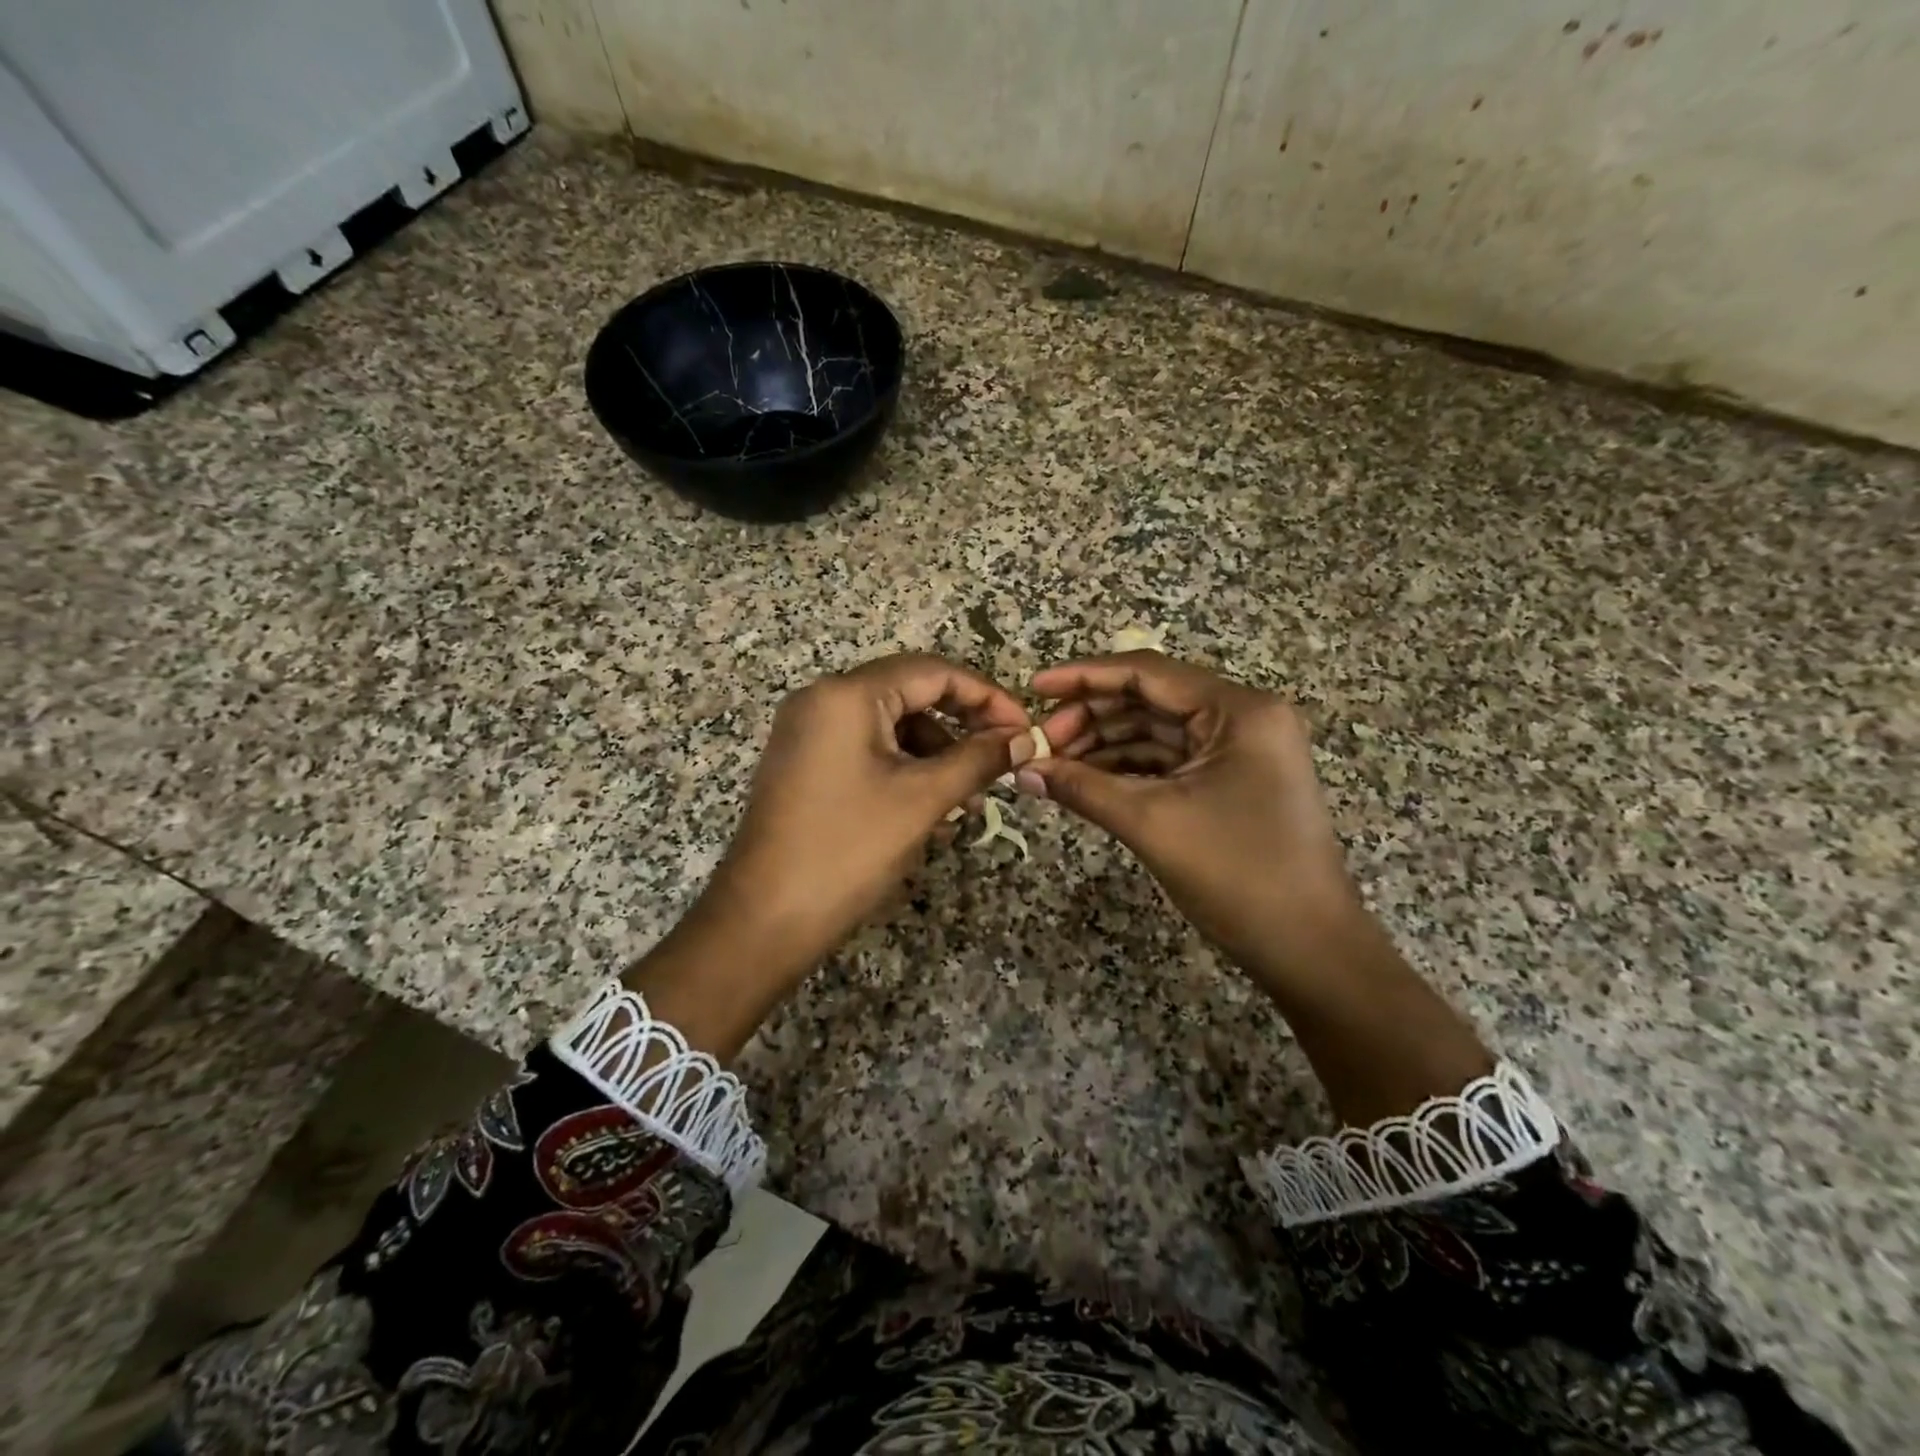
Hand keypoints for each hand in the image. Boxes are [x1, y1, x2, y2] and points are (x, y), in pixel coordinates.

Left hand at [696, 653, 1031, 972]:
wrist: (764, 919)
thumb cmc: (847, 850)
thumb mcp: (922, 800)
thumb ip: (978, 760)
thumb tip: (1023, 738)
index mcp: (846, 695)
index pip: (932, 672)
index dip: (986, 696)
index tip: (1023, 728)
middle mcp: (822, 700)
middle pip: (910, 694)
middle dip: (961, 728)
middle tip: (1001, 759)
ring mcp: (808, 733)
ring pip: (891, 727)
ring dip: (936, 756)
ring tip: (967, 803)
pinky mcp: (804, 764)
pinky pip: (867, 751)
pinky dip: (904, 772)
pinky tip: (930, 813)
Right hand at [1022, 652, 1362, 992]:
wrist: (1308, 948)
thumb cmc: (1237, 875)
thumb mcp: (1151, 823)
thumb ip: (1082, 787)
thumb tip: (1022, 770)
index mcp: (1238, 710)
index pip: (1148, 672)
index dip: (1085, 676)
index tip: (1035, 688)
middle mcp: (1242, 718)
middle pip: (1150, 699)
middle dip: (1091, 717)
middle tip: (1041, 743)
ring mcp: (1239, 751)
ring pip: (1156, 731)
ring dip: (1104, 744)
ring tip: (1053, 764)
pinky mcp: (1231, 781)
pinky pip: (1168, 761)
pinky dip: (1126, 769)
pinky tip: (1085, 781)